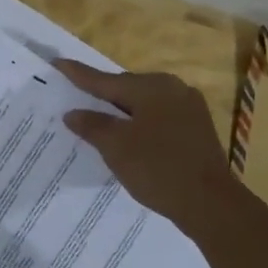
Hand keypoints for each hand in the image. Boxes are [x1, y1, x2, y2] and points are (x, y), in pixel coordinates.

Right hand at [54, 60, 235, 226]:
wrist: (210, 203)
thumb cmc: (157, 169)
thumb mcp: (116, 147)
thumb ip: (92, 125)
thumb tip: (73, 113)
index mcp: (152, 87)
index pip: (106, 80)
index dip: (79, 75)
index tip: (58, 63)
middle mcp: (174, 89)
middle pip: (127, 88)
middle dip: (102, 95)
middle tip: (76, 96)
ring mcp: (189, 108)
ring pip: (145, 104)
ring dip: (122, 112)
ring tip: (99, 120)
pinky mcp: (197, 129)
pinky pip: (159, 118)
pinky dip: (140, 124)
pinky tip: (129, 137)